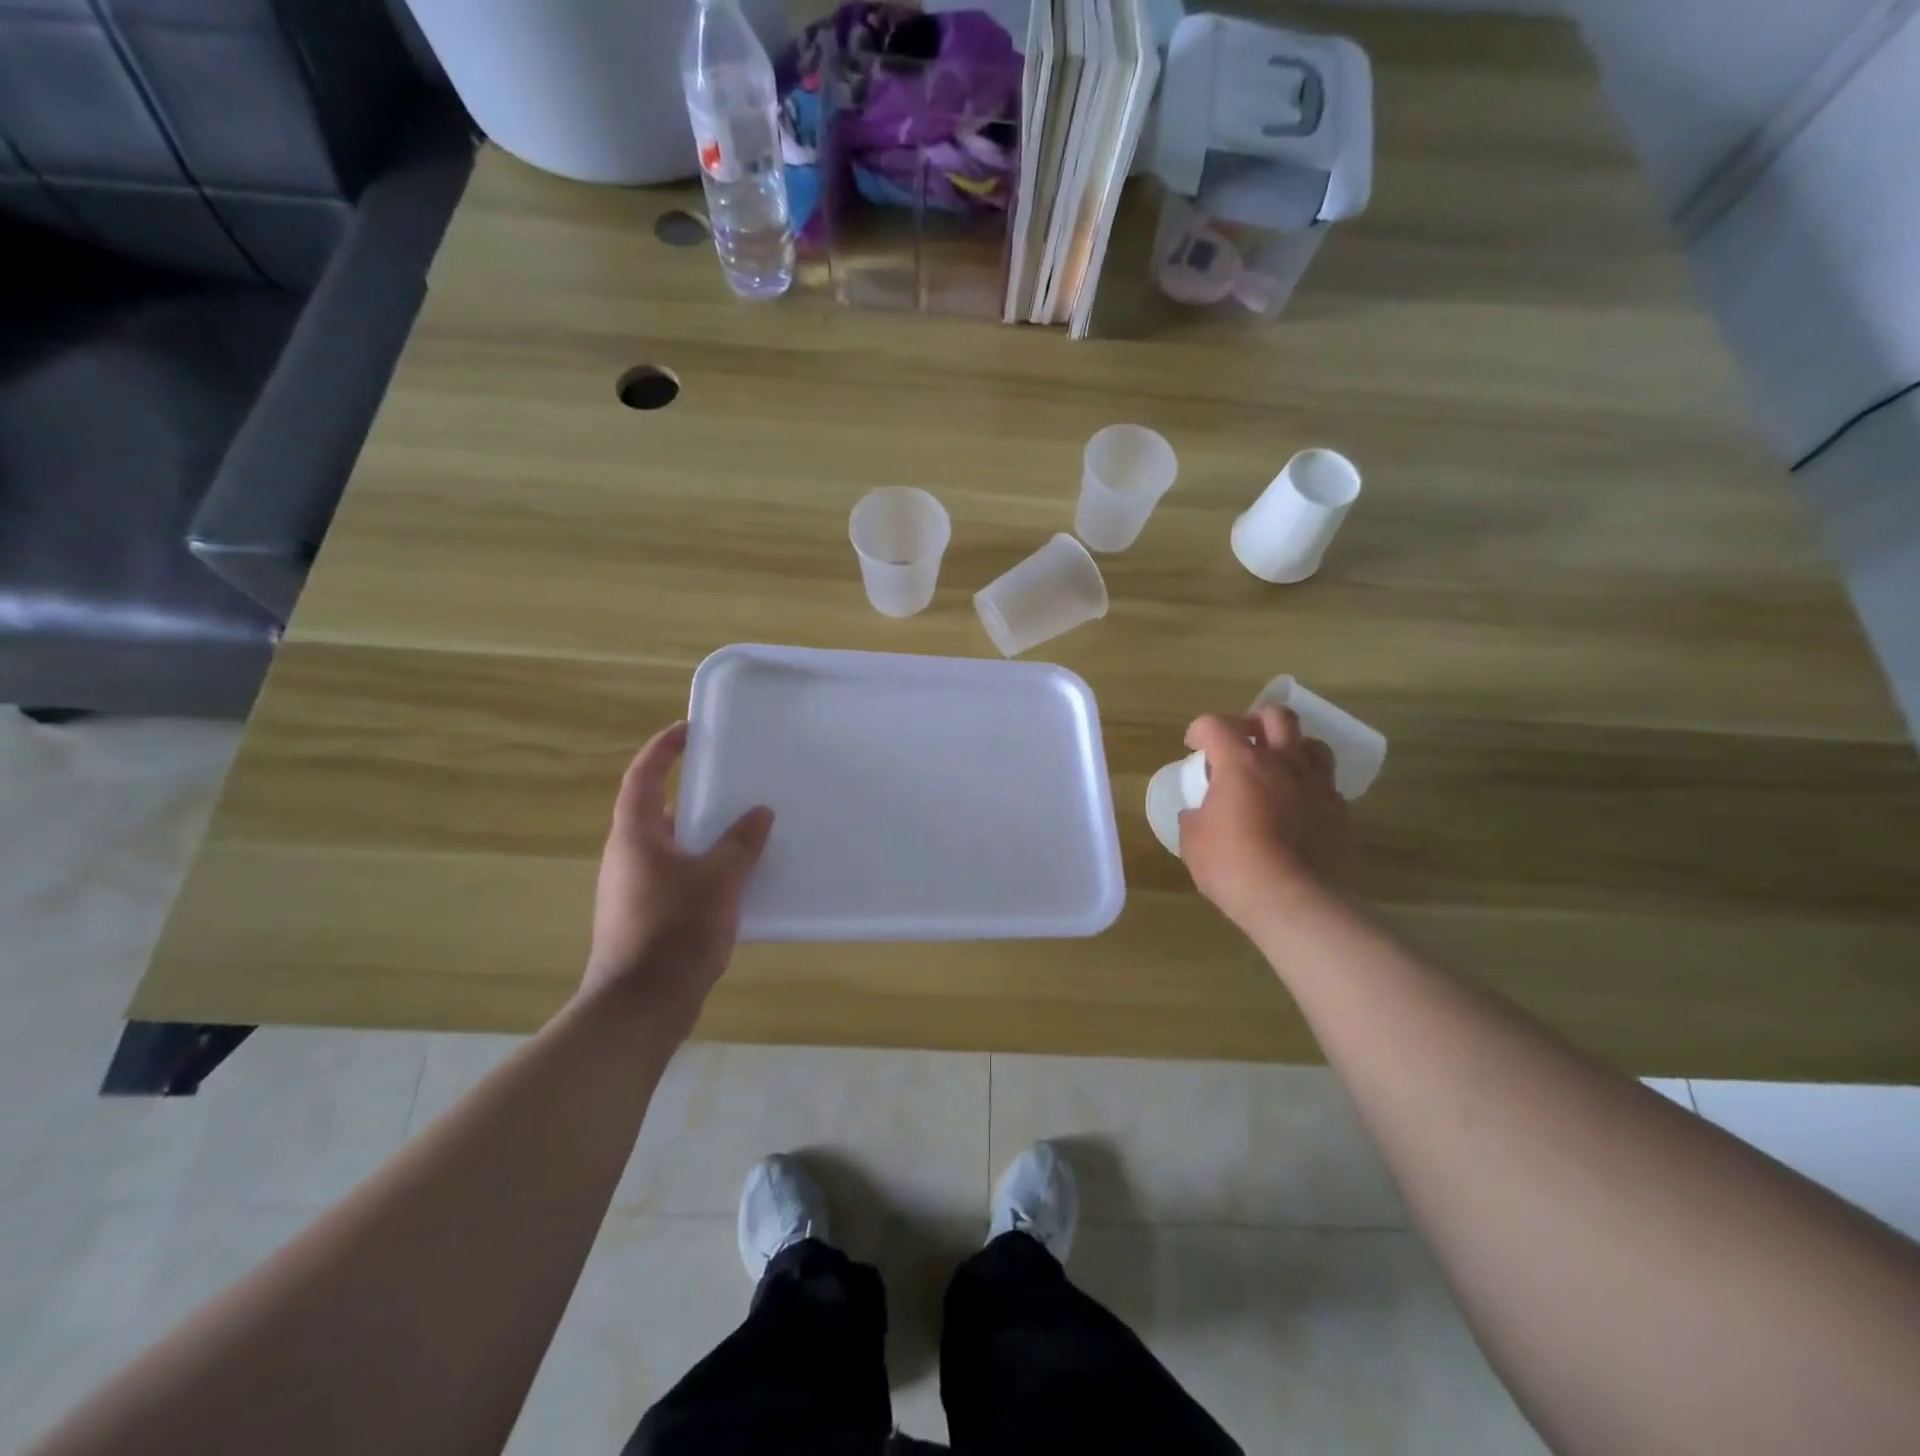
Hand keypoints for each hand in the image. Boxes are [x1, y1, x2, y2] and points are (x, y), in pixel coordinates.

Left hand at [583, 722, 773, 1029]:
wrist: (640, 1005)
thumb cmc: (675, 930)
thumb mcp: (719, 880)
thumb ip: (741, 843)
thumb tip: (759, 812)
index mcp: (636, 835)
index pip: (643, 776)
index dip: (662, 749)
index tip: (688, 730)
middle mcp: (628, 856)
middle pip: (657, 811)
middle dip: (692, 794)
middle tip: (731, 782)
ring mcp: (633, 889)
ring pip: (670, 847)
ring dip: (702, 834)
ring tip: (743, 828)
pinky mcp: (644, 916)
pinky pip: (676, 875)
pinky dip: (702, 866)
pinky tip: (735, 878)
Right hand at [1179, 705, 1350, 932]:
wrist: (1294, 901)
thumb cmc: (1233, 866)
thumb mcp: (1193, 841)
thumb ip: (1195, 816)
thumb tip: (1200, 813)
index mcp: (1240, 763)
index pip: (1216, 725)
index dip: (1200, 731)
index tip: (1193, 747)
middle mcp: (1282, 762)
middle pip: (1276, 716)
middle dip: (1254, 721)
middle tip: (1242, 741)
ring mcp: (1316, 784)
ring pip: (1312, 743)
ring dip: (1291, 747)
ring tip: (1278, 766)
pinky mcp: (1339, 809)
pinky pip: (1326, 782)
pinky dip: (1309, 784)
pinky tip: (1297, 804)